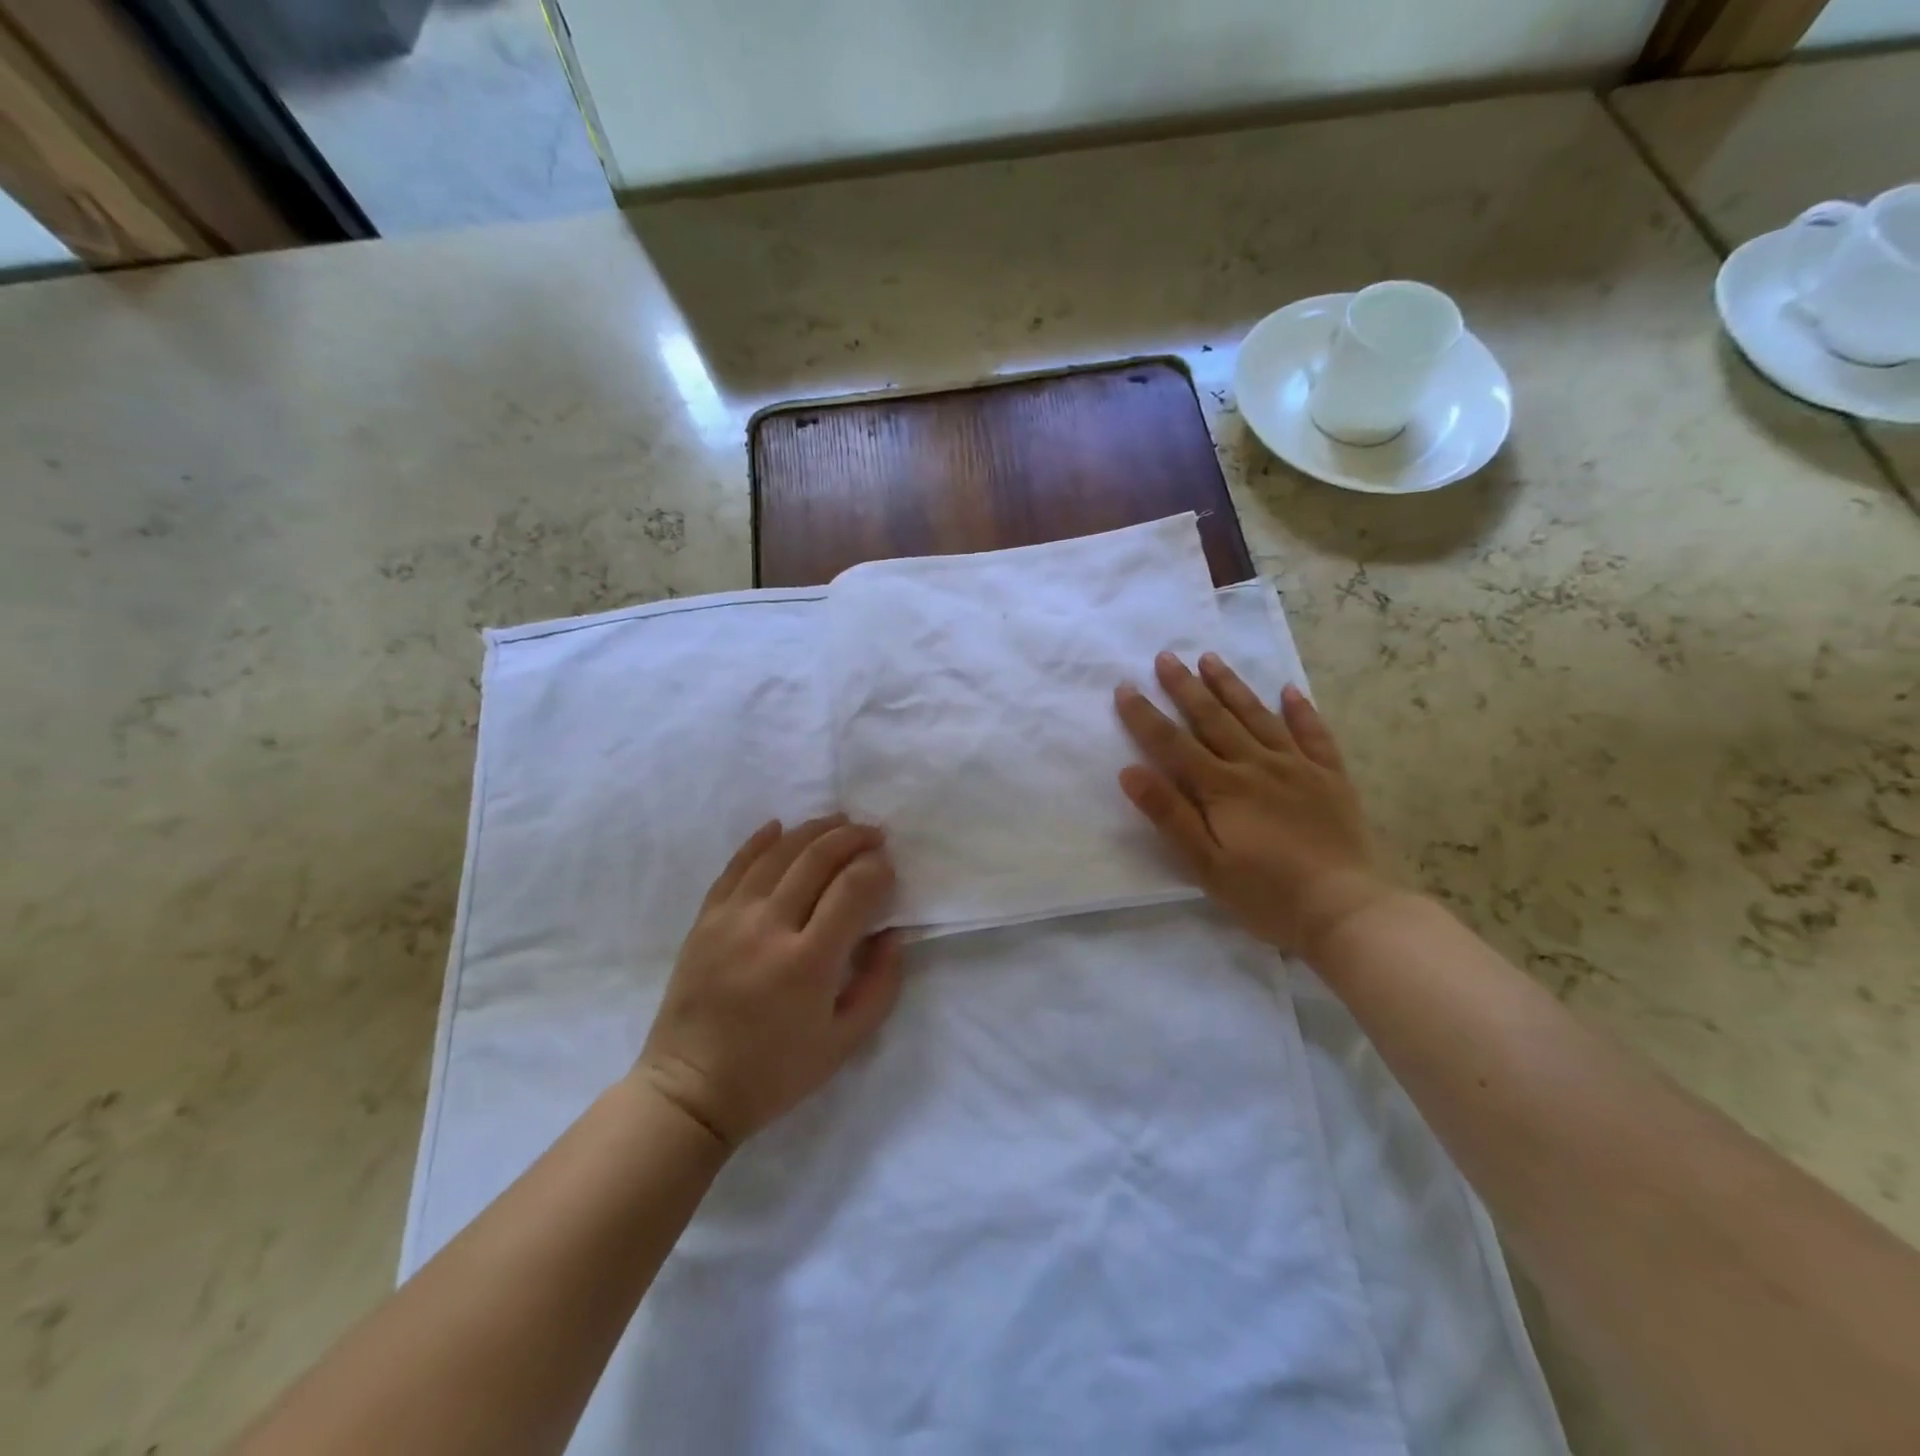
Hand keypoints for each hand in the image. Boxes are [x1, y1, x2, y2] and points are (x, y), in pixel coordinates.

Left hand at [635, 816, 903, 1149]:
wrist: (691, 1090)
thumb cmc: (775, 1073)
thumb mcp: (845, 1043)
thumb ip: (880, 984)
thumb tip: (892, 933)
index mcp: (808, 963)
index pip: (852, 890)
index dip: (877, 869)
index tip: (888, 866)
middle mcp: (769, 928)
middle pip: (817, 859)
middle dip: (852, 838)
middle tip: (874, 834)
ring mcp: (731, 918)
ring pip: (778, 853)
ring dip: (814, 830)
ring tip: (839, 822)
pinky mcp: (705, 919)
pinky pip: (735, 866)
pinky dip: (760, 841)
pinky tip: (780, 826)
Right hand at [1114, 652, 1392, 958]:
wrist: (1344, 911)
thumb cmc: (1265, 895)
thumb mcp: (1205, 864)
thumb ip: (1168, 815)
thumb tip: (1129, 771)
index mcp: (1222, 788)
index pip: (1173, 744)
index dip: (1145, 716)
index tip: (1125, 687)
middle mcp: (1257, 766)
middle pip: (1214, 719)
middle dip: (1186, 687)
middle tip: (1166, 656)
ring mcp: (1298, 768)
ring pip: (1258, 716)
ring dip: (1232, 686)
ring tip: (1211, 659)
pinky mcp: (1331, 778)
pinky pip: (1314, 735)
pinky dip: (1301, 710)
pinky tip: (1289, 690)